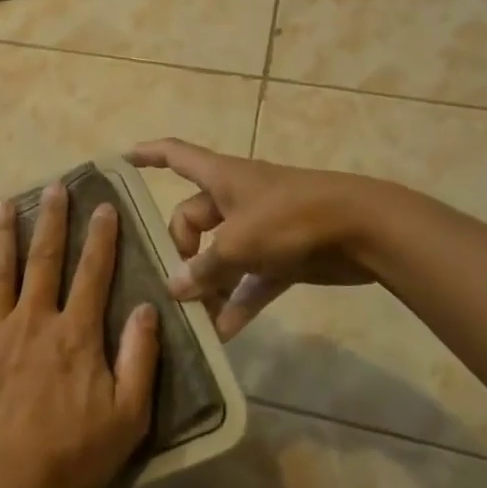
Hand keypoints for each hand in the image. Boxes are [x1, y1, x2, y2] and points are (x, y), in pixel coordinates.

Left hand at [0, 181, 160, 487]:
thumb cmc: (72, 456)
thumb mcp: (127, 416)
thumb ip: (139, 358)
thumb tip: (148, 307)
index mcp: (75, 334)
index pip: (93, 273)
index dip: (101, 237)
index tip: (104, 205)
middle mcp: (34, 321)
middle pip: (44, 260)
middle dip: (51, 220)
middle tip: (53, 186)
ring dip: (2, 236)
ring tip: (3, 205)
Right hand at [126, 138, 377, 338]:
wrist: (365, 229)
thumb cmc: (293, 218)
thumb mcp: (240, 242)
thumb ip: (205, 267)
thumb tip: (175, 287)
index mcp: (222, 178)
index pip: (175, 155)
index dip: (147, 154)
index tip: (121, 159)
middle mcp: (237, 199)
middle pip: (193, 219)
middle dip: (180, 252)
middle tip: (172, 287)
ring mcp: (262, 228)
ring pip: (222, 255)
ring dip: (208, 284)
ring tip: (191, 318)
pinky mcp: (284, 256)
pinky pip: (251, 280)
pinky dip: (238, 301)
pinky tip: (224, 332)